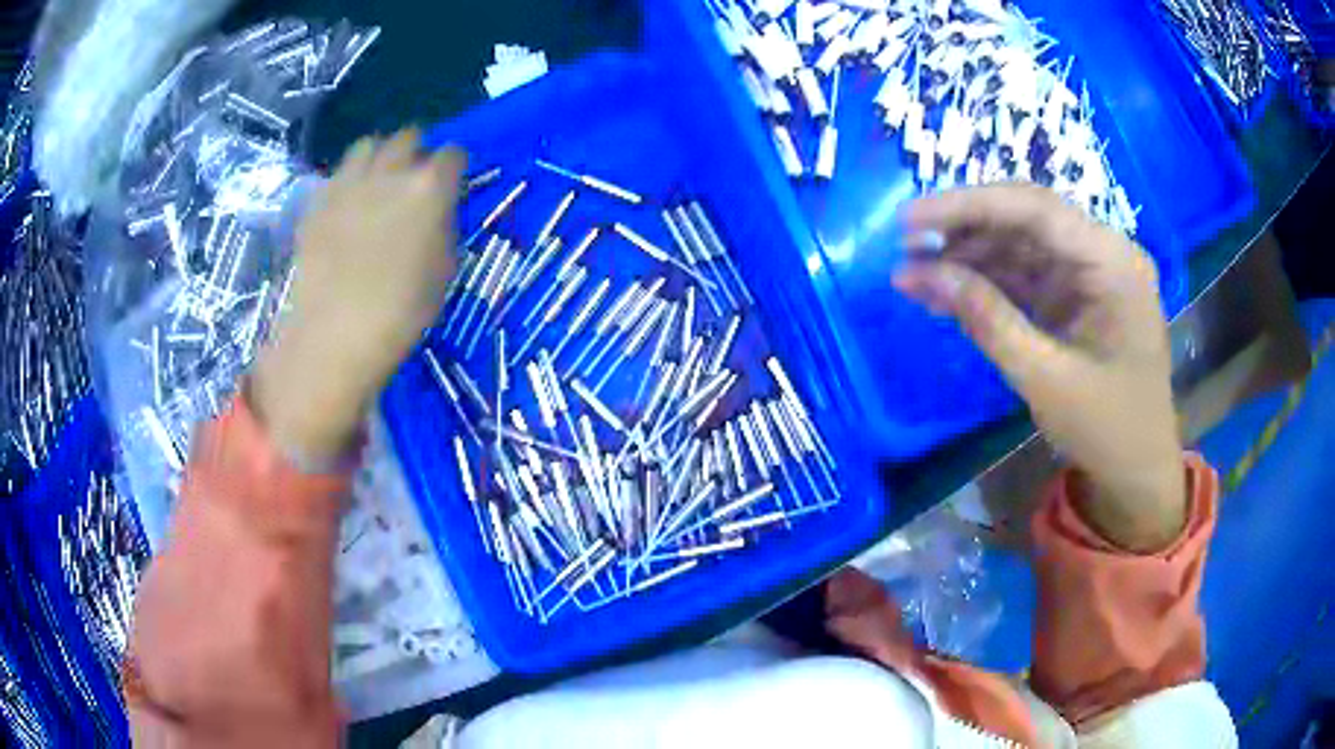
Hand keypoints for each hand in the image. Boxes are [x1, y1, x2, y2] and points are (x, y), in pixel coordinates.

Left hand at [251, 129, 465, 462]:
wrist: (337, 332)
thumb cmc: (403, 310)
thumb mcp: (445, 269)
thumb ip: (444, 226)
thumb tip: (437, 210)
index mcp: (430, 187)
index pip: (453, 154)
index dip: (454, 167)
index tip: (451, 183)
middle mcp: (391, 171)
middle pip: (409, 137)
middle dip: (416, 152)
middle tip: (413, 180)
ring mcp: (349, 182)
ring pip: (369, 144)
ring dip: (379, 156)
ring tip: (377, 182)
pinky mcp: (319, 200)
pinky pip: (338, 173)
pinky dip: (348, 180)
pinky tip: (348, 206)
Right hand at [893, 185, 1185, 550]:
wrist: (1138, 472)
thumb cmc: (1106, 430)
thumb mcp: (1045, 378)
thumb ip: (985, 318)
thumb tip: (915, 273)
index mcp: (1112, 262)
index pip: (1034, 208)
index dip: (967, 206)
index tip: (908, 220)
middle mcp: (1103, 252)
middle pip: (1025, 218)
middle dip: (965, 228)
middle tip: (905, 245)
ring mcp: (1090, 273)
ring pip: (1020, 244)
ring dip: (970, 256)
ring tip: (915, 274)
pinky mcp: (1077, 296)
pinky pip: (1026, 275)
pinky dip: (987, 283)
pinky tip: (947, 293)